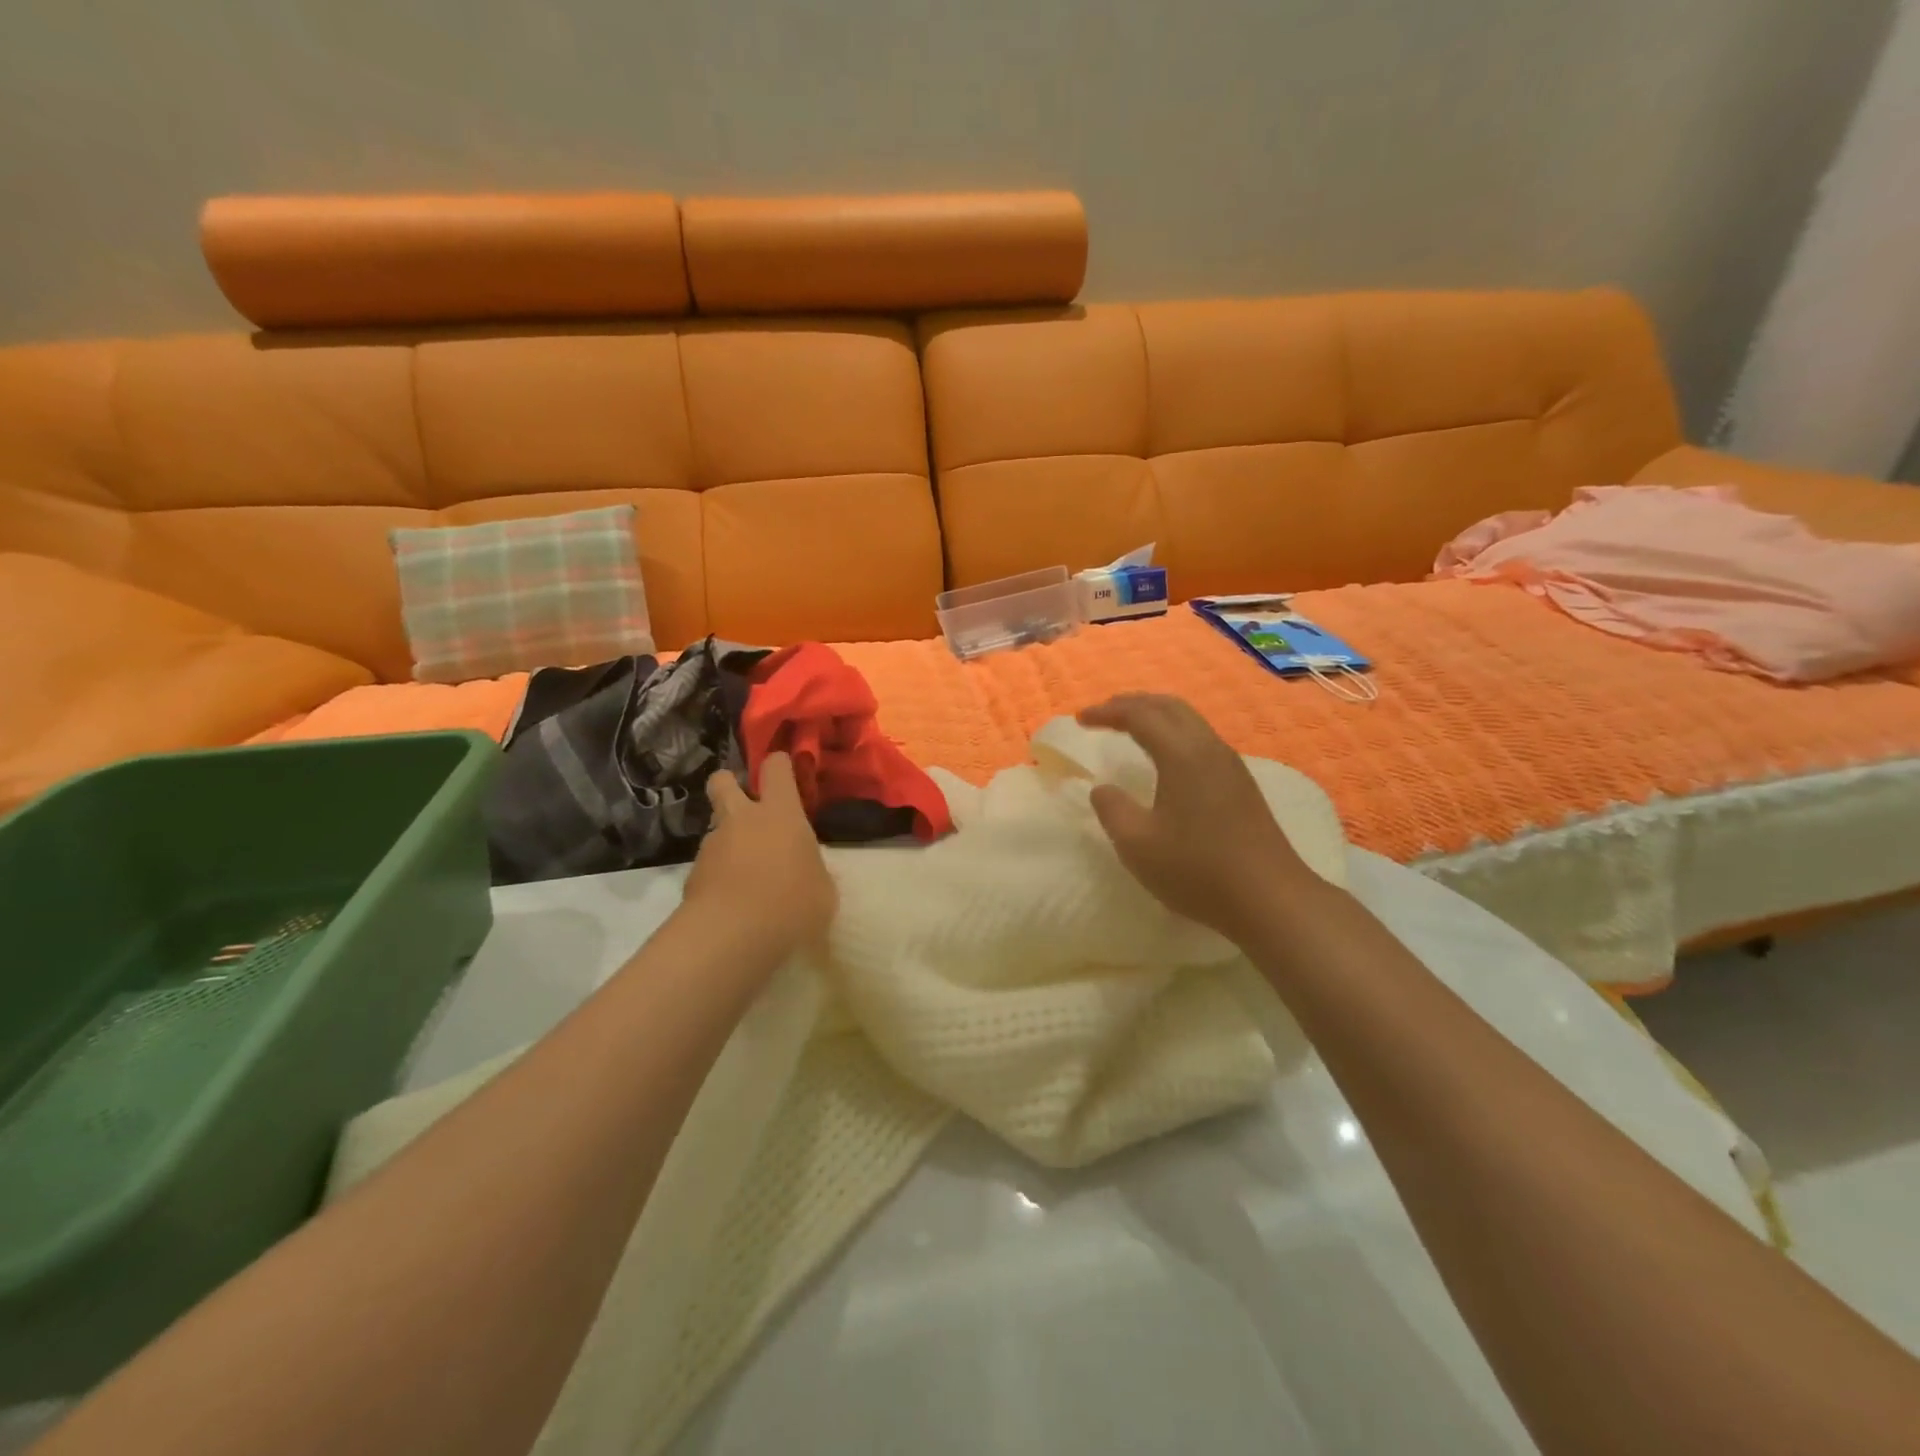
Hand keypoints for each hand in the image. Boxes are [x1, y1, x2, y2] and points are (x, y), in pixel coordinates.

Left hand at [685, 753, 836, 959]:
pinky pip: (708, 865)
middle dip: (729, 784)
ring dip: (728, 840)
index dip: (779, 764)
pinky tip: (733, 901)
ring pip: (715, 827)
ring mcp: (712, 846)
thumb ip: (812, 871)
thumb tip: (804, 872)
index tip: (785, 772)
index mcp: (781, 814)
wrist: (731, 937)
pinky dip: (718, 876)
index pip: (776, 768)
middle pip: (723, 781)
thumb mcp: (823, 890)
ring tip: (746, 873)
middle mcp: (742, 819)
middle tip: (745, 804)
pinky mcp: (692, 876)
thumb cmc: (792, 905)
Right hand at [1077, 694, 1317, 943]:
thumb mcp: (1137, 844)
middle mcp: (1208, 748)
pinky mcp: (1241, 783)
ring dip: (1156, 715)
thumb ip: (1112, 810)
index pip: (1139, 716)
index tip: (1080, 719)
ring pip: (1189, 720)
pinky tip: (1165, 756)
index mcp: (1182, 755)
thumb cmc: (1197, 870)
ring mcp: (1230, 764)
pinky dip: (1174, 732)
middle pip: (1169, 706)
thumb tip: (1103, 789)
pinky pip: (1201, 738)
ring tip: (1130, 727)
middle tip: (1103, 714)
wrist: (1270, 899)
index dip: (1107, 712)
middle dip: (1133, 703)